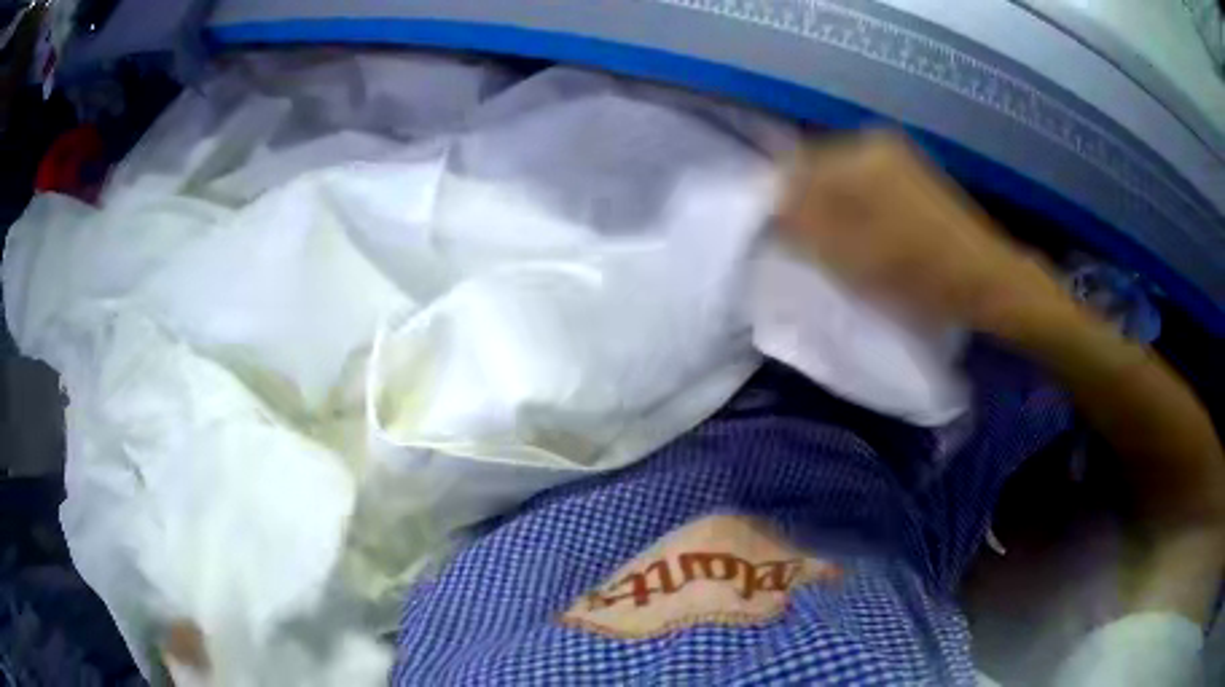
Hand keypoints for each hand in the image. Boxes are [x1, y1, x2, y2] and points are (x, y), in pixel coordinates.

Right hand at [777, 131, 1072, 337]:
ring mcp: (897, 159)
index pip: (796, 169)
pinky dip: (856, 209)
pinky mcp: (911, 176)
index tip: (786, 240)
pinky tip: (867, 239)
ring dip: (832, 210)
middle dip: (809, 206)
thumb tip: (773, 207)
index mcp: (861, 156)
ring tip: (841, 248)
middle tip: (812, 248)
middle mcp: (876, 145)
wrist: (985, 281)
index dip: (784, 204)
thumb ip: (805, 225)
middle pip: (819, 171)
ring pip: (843, 180)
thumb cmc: (919, 273)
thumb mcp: (853, 256)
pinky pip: (865, 186)